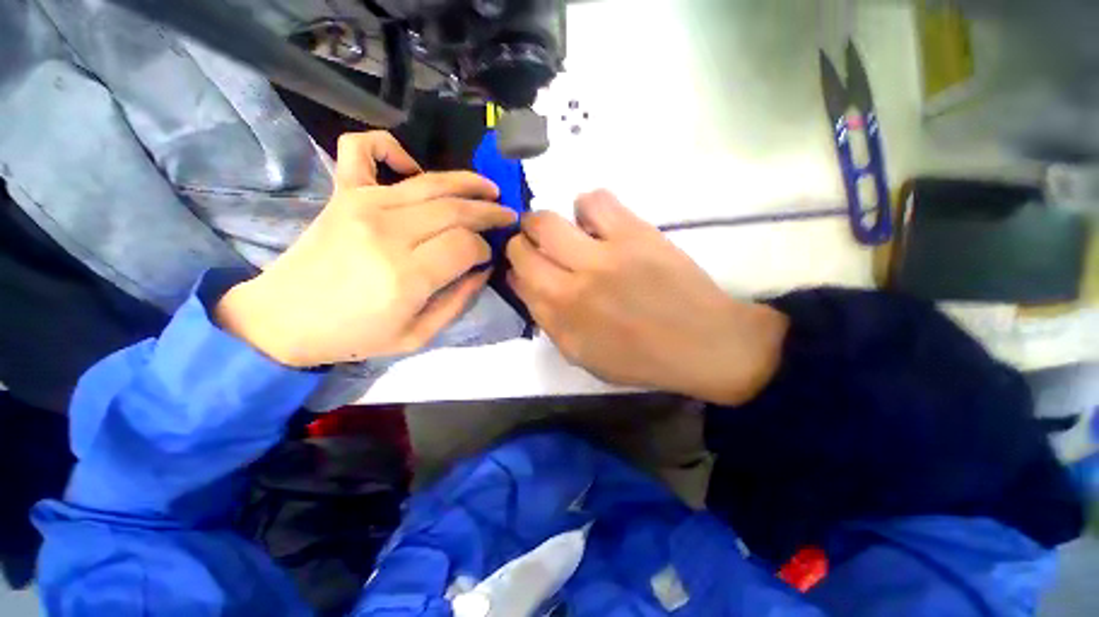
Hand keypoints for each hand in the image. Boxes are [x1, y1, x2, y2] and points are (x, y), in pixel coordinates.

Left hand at [215, 132, 515, 366]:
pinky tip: (411, 165)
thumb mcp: (418, 336)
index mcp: (407, 275)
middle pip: (455, 210)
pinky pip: (364, 148)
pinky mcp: (343, 193)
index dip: (484, 248)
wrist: (284, 320)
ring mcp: (362, 205)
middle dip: (489, 212)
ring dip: (468, 182)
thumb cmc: (354, 335)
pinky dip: (390, 145)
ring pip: (430, 182)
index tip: (487, 255)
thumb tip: (483, 269)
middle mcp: (388, 232)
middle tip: (506, 215)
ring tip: (489, 188)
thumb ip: (458, 301)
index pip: (465, 245)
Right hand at [506, 190, 787, 404]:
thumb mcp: (582, 354)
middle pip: (522, 245)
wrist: (703, 344)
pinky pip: (595, 200)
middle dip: (523, 241)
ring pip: (548, 219)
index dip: (515, 267)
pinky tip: (598, 223)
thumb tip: (523, 281)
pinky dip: (587, 207)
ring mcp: (603, 257)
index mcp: (561, 319)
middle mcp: (573, 286)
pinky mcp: (635, 234)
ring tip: (569, 233)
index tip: (525, 266)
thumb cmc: (641, 358)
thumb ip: (547, 320)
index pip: (517, 278)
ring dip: (548, 223)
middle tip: (539, 245)